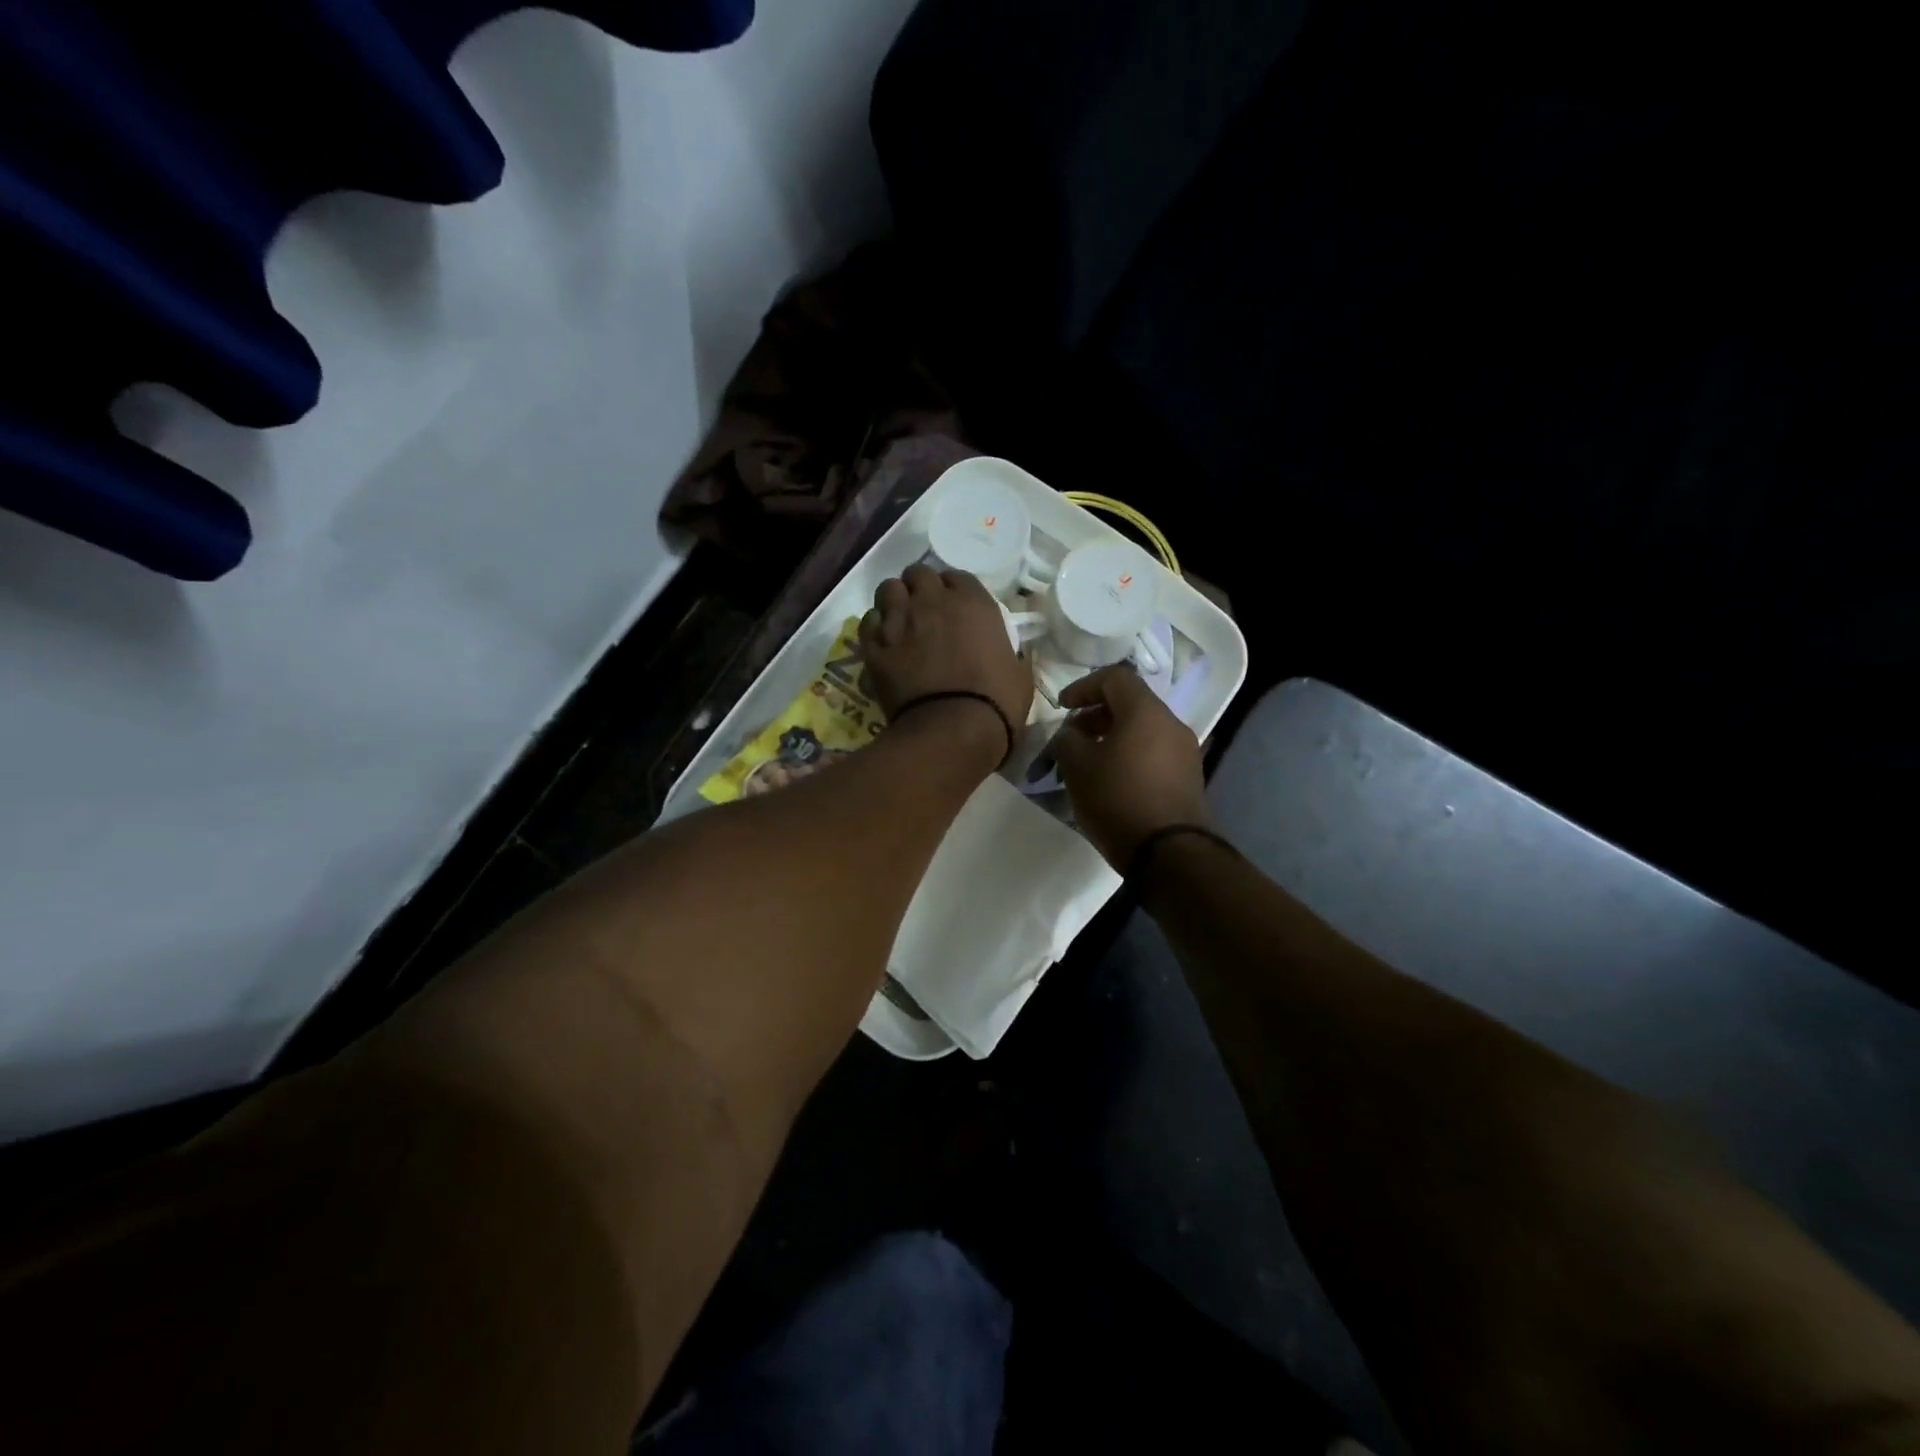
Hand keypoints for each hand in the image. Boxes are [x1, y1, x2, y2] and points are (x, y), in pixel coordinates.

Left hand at [859, 565, 1033, 754]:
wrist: (953, 730)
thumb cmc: (996, 703)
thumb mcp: (1018, 673)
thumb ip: (1007, 653)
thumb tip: (1005, 656)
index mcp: (973, 603)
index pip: (957, 577)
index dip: (953, 590)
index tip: (954, 607)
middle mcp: (933, 602)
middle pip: (918, 574)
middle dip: (920, 588)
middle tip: (924, 610)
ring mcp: (900, 621)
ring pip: (888, 589)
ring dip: (895, 601)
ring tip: (900, 621)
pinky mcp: (875, 646)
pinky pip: (868, 621)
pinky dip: (875, 627)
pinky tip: (883, 642)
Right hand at [1051, 666, 1211, 871]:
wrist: (1169, 853)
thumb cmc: (1118, 799)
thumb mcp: (1077, 767)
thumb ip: (1067, 739)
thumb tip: (1071, 734)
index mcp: (1146, 711)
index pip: (1115, 678)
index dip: (1083, 687)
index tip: (1062, 707)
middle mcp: (1171, 724)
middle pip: (1131, 703)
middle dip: (1096, 715)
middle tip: (1072, 737)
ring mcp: (1185, 752)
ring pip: (1143, 729)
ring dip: (1113, 737)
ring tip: (1088, 762)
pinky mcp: (1188, 778)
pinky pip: (1154, 752)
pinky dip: (1130, 755)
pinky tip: (1112, 781)